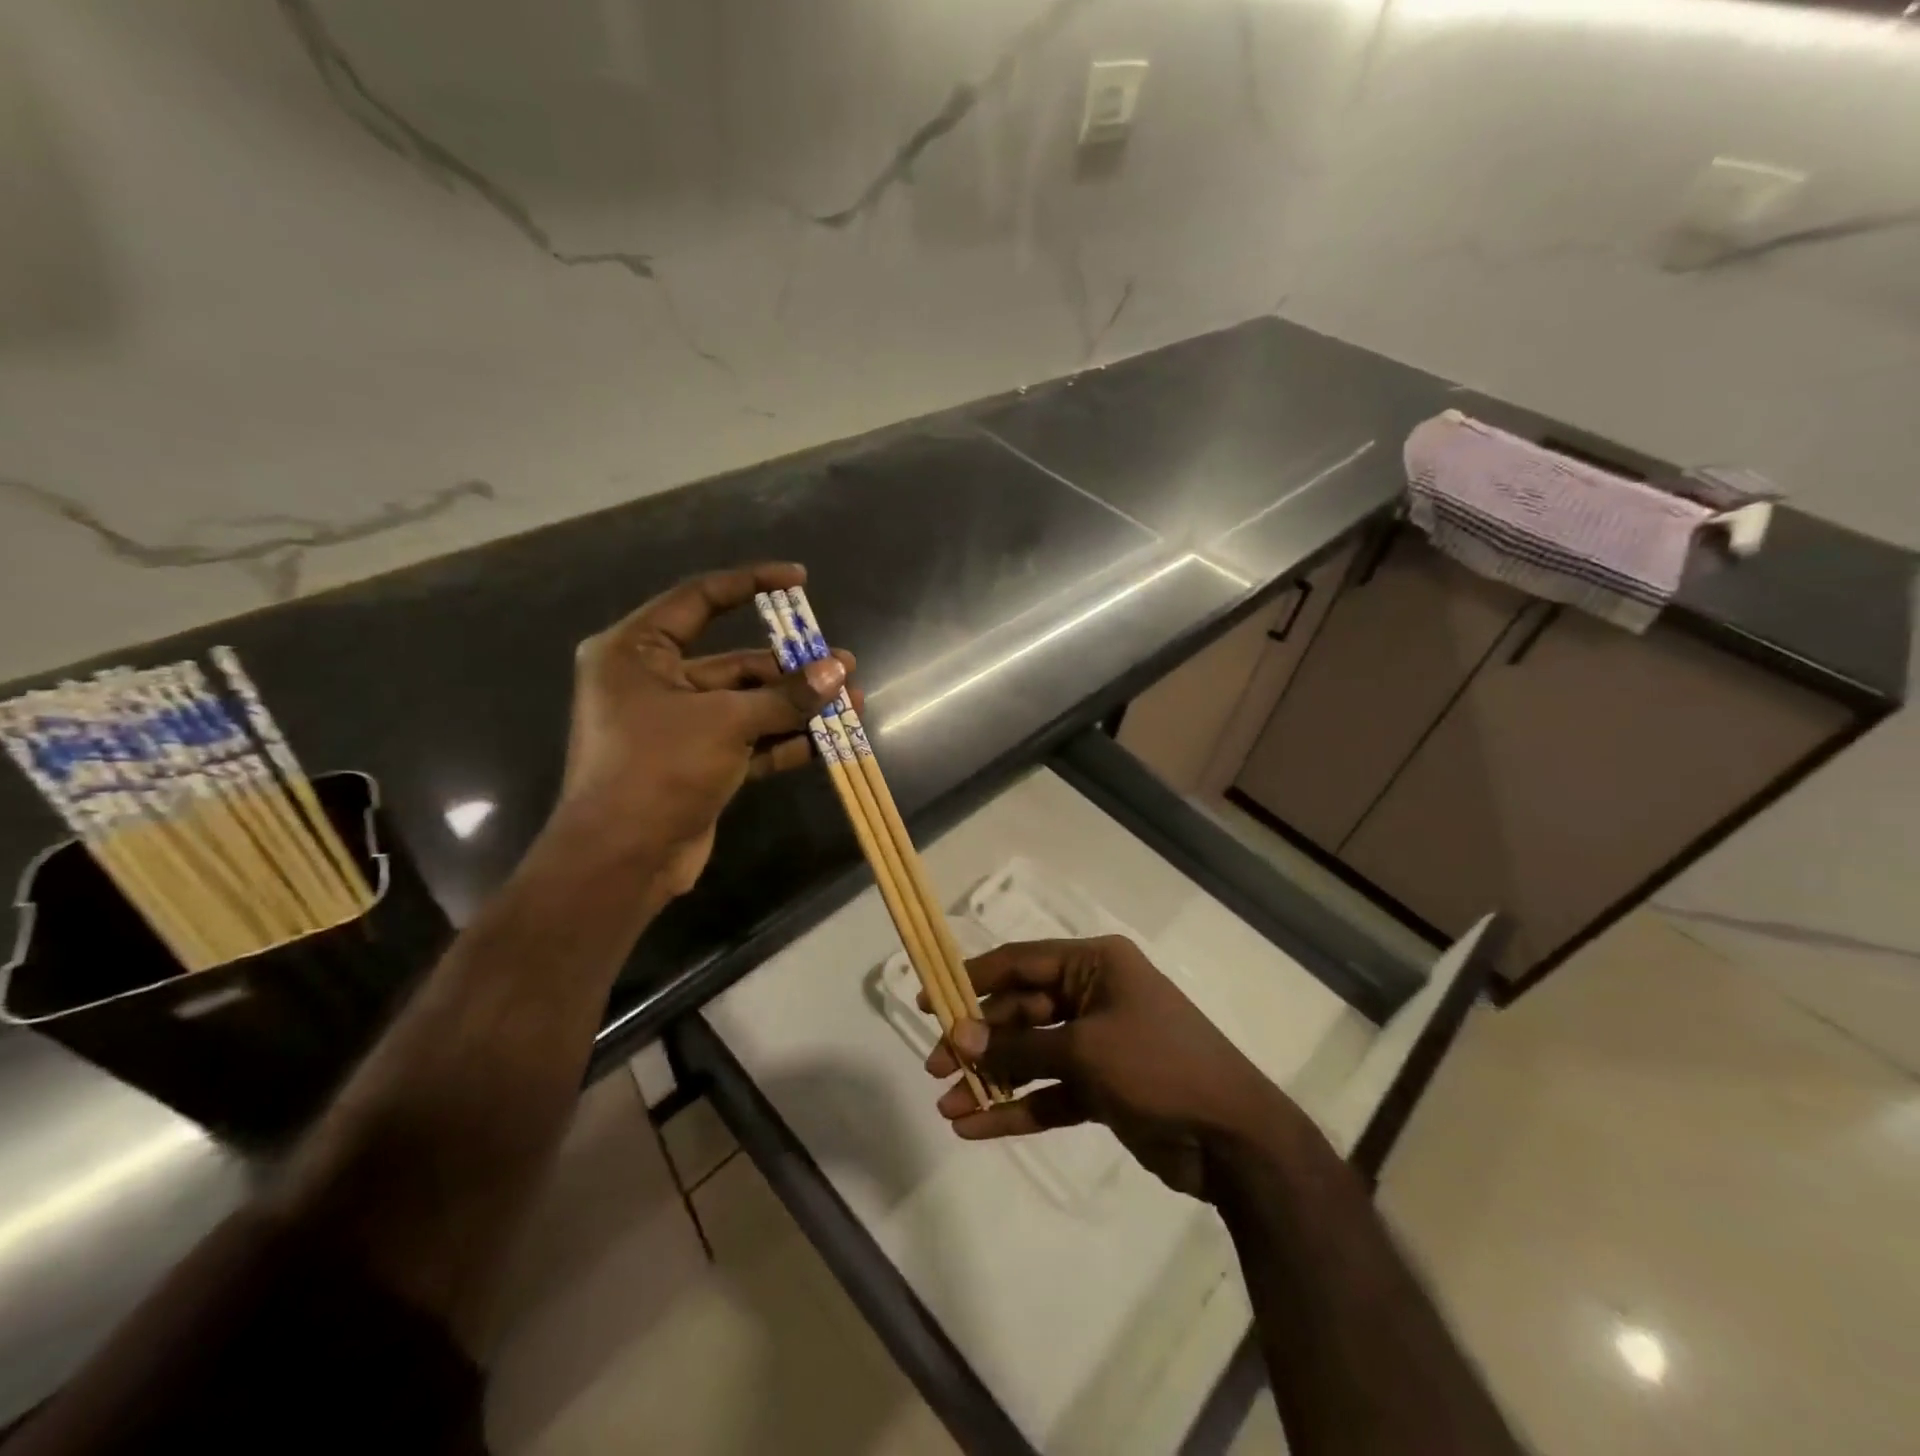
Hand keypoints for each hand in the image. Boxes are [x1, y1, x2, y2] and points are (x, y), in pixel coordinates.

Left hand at [554, 563, 854, 898]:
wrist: (622, 861)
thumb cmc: (658, 770)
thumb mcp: (726, 723)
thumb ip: (785, 696)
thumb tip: (839, 671)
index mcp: (636, 651)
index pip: (699, 599)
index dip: (751, 584)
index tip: (799, 580)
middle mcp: (654, 681)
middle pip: (734, 661)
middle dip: (791, 668)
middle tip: (842, 667)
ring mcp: (678, 725)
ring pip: (747, 703)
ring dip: (796, 705)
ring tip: (851, 701)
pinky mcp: (698, 761)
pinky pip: (747, 739)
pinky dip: (784, 739)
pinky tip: (828, 740)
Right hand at [923, 936, 1302, 1200]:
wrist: (1234, 1139)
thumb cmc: (1159, 1067)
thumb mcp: (1085, 1051)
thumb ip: (1020, 1048)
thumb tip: (959, 1039)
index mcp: (1095, 965)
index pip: (1020, 962)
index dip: (971, 978)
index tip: (928, 1000)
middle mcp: (1093, 995)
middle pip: (1020, 1011)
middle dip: (978, 1041)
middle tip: (934, 1067)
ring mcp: (1097, 1043)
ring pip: (1031, 1055)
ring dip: (992, 1079)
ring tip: (947, 1106)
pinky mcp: (1101, 1087)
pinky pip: (1049, 1091)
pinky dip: (1016, 1107)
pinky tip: (976, 1127)